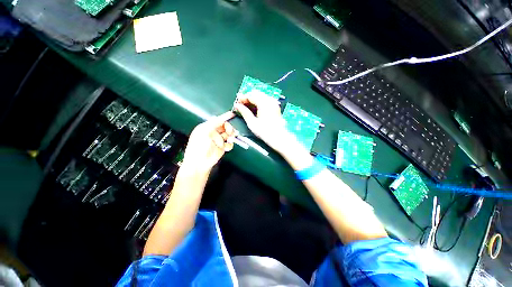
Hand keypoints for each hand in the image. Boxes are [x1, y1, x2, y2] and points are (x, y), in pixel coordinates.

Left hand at [181, 111, 236, 172]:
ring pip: (229, 135)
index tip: (232, 114)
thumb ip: (213, 123)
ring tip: (230, 140)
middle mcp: (213, 133)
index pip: (218, 120)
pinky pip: (229, 144)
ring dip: (231, 137)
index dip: (225, 117)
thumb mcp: (204, 131)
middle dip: (229, 128)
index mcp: (207, 127)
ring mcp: (218, 141)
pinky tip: (226, 147)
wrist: (199, 162)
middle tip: (230, 132)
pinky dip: (229, 145)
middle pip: (225, 127)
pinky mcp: (222, 148)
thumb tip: (219, 117)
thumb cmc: (198, 146)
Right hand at [234, 91, 294, 153]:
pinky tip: (254, 109)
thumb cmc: (266, 132)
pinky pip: (265, 100)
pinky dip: (258, 102)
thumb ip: (244, 112)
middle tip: (241, 104)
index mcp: (264, 103)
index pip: (251, 95)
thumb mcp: (252, 123)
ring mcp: (273, 103)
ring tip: (247, 107)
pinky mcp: (275, 107)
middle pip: (256, 93)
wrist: (278, 137)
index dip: (242, 98)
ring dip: (253, 100)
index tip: (237, 102)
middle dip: (247, 98)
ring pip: (260, 96)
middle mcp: (270, 101)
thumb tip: (238, 106)